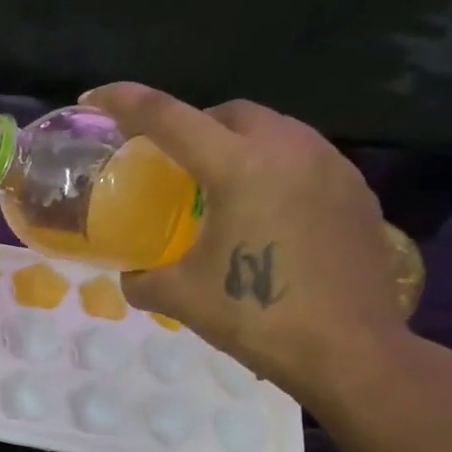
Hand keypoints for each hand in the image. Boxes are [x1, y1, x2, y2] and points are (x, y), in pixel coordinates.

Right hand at [81, 83, 417, 414]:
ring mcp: (331, 166)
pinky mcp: (357, 190)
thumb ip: (142, 279)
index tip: (94, 98)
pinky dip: (274, 167)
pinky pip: (305, 157)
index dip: (124, 101)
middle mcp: (288, 149)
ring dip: (238, 142)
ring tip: (220, 184)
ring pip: (274, 129)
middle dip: (193, 123)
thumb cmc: (258, 317)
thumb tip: (131, 275)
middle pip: (228, 112)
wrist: (352, 352)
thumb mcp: (181, 298)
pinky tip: (267, 210)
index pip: (167, 117)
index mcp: (238, 166)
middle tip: (171, 159)